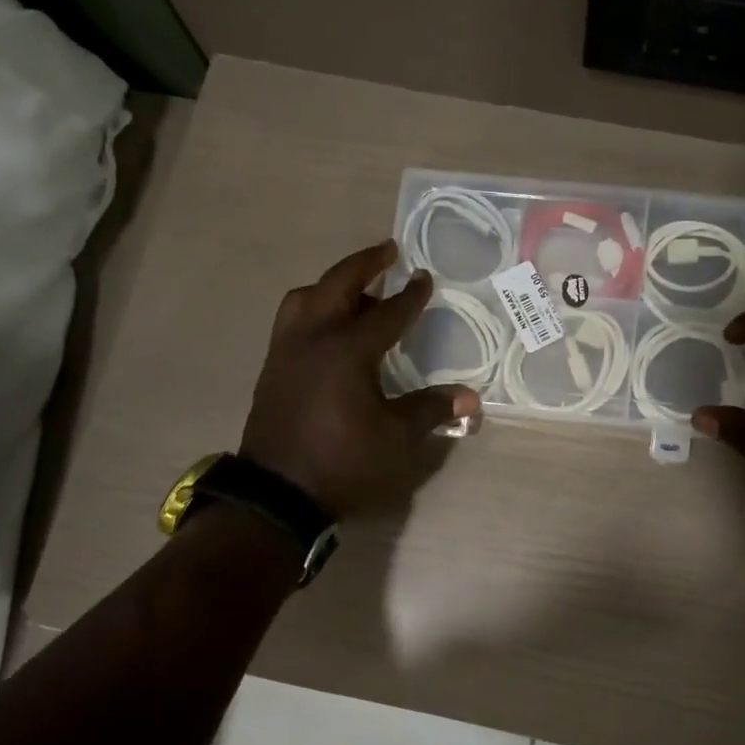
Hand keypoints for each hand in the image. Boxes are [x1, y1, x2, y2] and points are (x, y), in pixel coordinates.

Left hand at [240, 240, 480, 518]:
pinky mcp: (272, 369)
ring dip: (331, 285)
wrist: (278, 495)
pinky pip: (292, 321)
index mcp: (347, 351)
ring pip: (305, 299)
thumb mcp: (396, 439)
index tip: (424, 277)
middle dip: (364, 265)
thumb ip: (430, 410)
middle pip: (337, 286)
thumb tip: (471, 398)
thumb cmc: (343, 463)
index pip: (386, 313)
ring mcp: (286, 352)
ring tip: (354, 288)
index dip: (409, 296)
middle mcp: (312, 339)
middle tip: (387, 250)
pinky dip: (313, 309)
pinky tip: (328, 327)